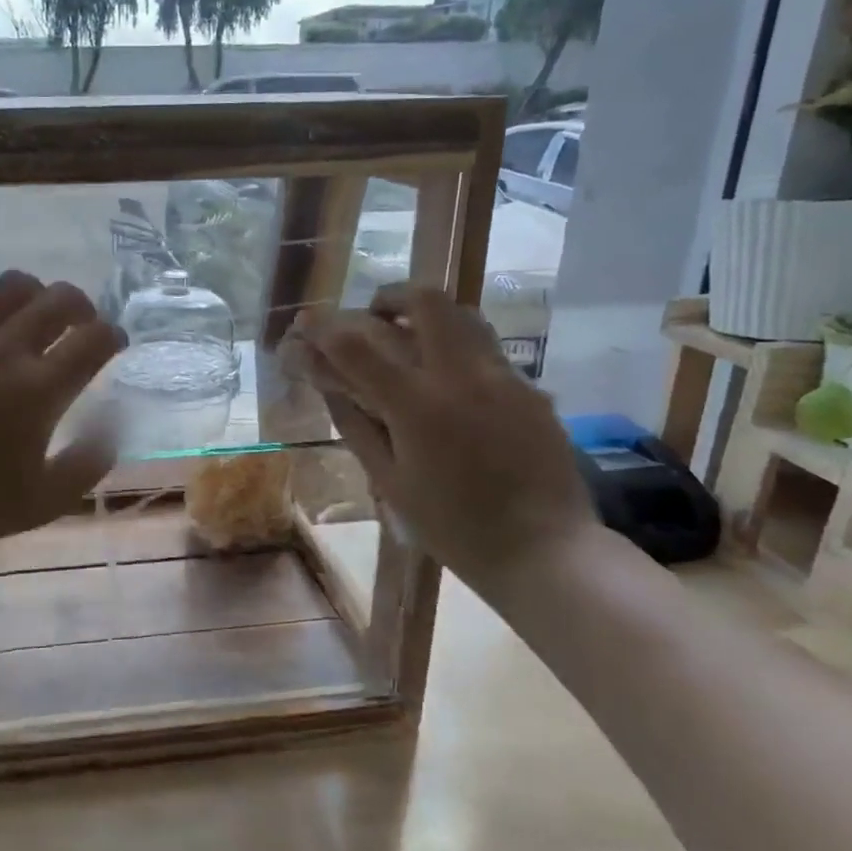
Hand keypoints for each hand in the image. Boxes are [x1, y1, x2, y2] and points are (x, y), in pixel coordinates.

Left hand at [0, 271, 124, 563]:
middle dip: (82, 307)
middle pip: (58, 299)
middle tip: (80, 327)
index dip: (113, 336)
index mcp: (39, 389)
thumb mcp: (44, 501)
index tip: (112, 345)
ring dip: (35, 297)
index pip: (94, 339)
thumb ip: (88, 463)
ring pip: (10, 286)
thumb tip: (112, 427)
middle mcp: (3, 350)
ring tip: (31, 319)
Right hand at [290, 282, 595, 593]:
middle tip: (370, 319)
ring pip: (463, 314)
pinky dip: (455, 346)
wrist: (545, 551)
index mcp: (417, 405)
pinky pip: (486, 347)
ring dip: (426, 314)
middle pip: (423, 301)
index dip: (324, 330)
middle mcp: (461, 376)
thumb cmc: (454, 527)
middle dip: (387, 298)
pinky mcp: (530, 389)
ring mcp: (503, 376)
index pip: (357, 346)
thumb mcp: (390, 482)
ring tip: (408, 338)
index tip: (306, 324)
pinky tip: (447, 382)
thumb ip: (356, 425)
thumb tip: (327, 385)